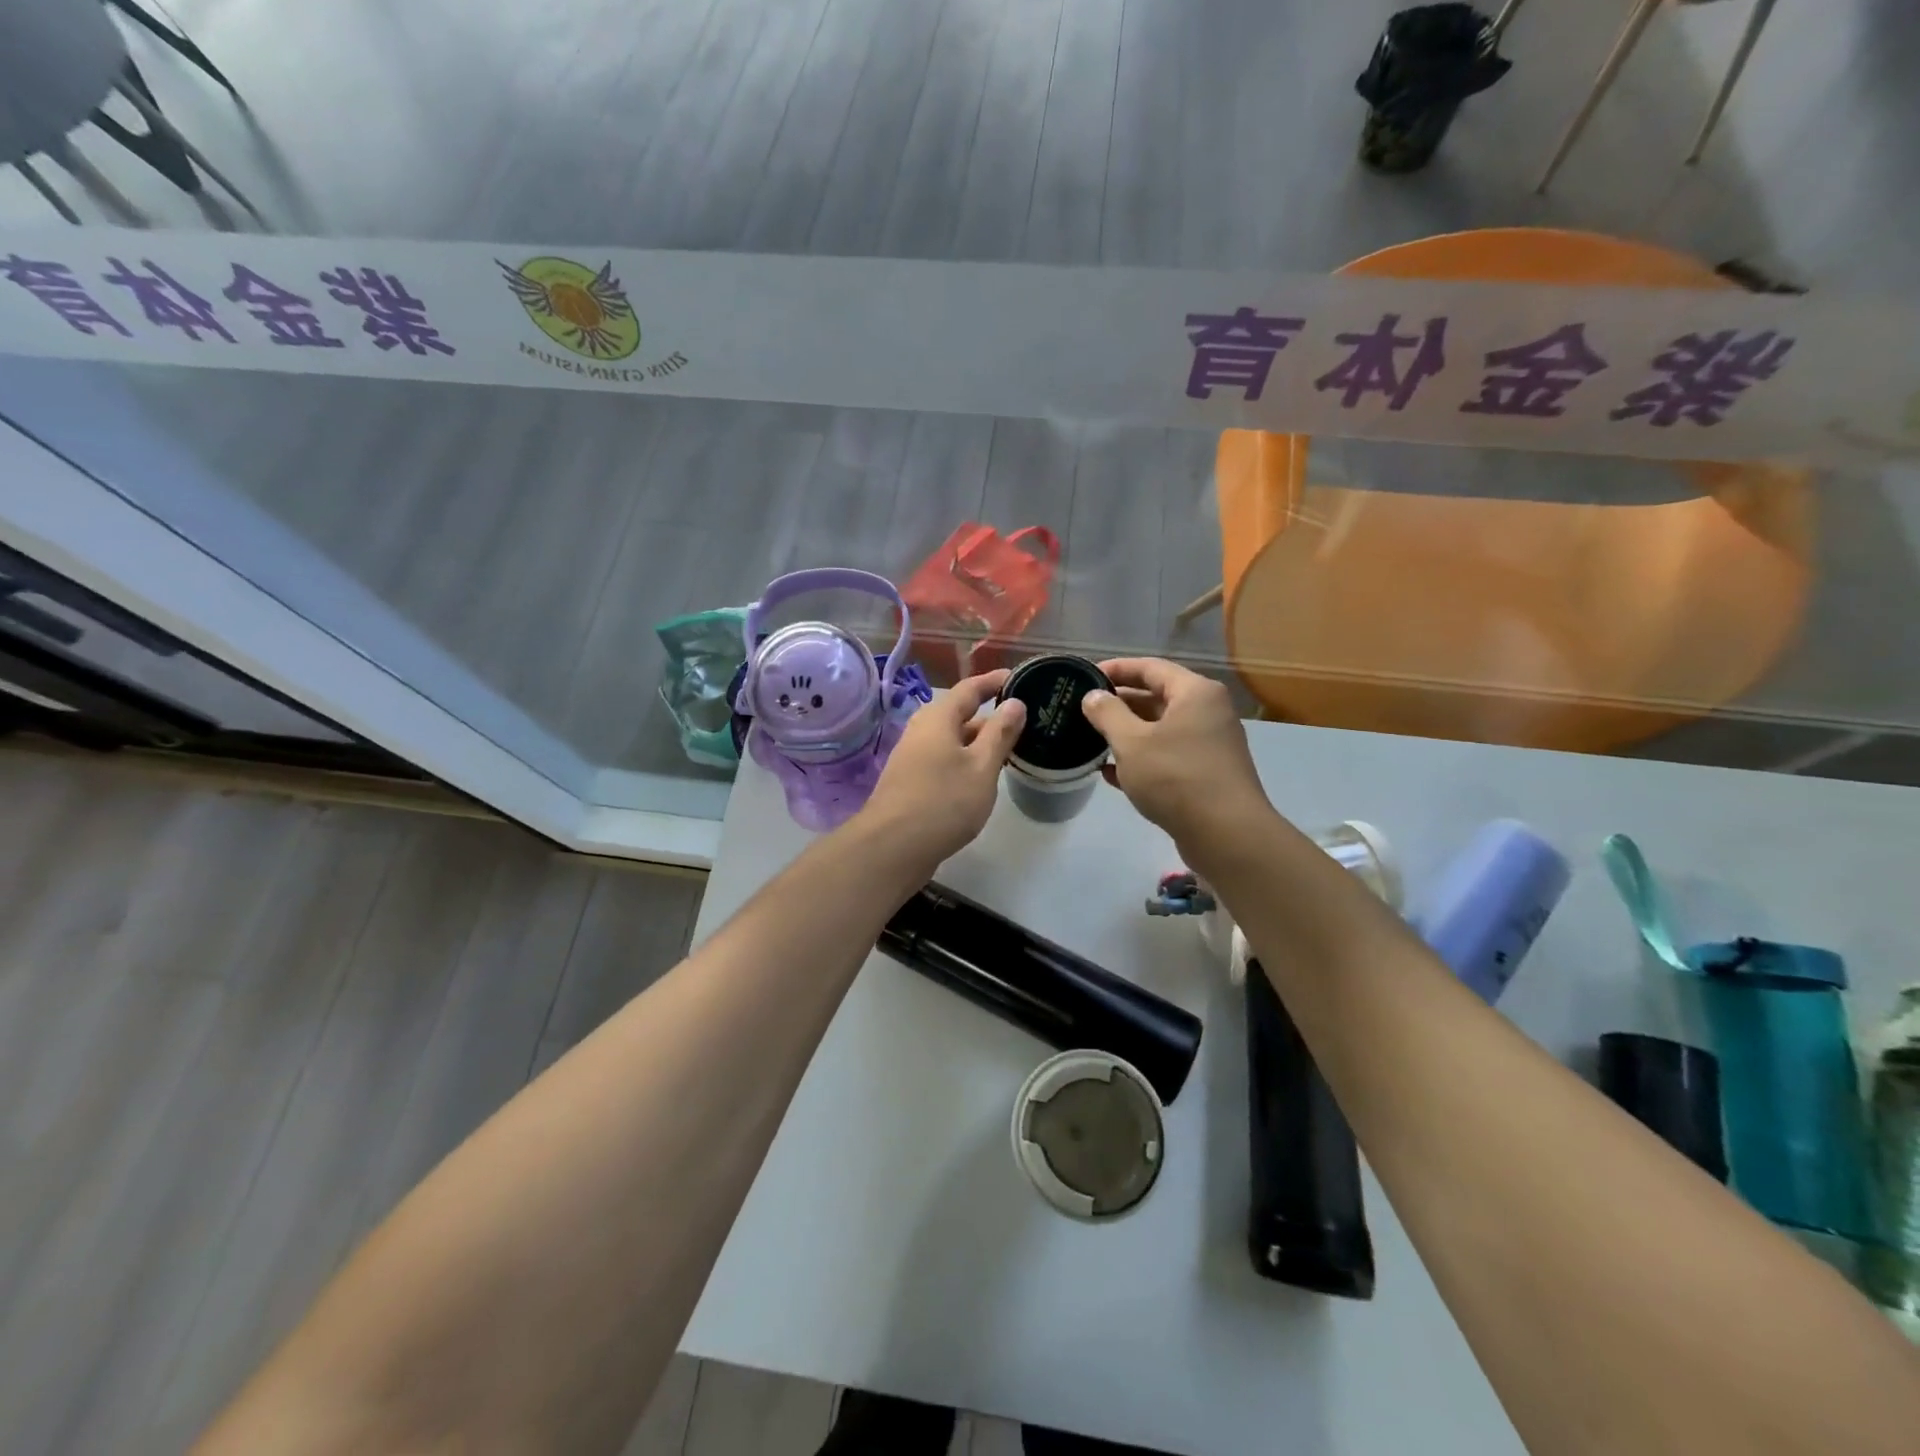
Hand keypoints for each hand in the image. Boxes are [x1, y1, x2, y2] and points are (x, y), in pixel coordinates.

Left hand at [859, 670, 1026, 869]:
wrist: (892, 847)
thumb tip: (1015, 703)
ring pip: (952, 741)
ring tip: (1010, 751)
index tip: (1018, 678)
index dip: (994, 682)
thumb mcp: (982, 767)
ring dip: (979, 743)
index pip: (970, 688)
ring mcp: (912, 757)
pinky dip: (965, 761)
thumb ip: (1000, 734)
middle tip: (1023, 721)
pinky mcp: (910, 782)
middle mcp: (922, 731)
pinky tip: (981, 779)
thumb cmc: (943, 802)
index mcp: (938, 718)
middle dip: (989, 716)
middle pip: (959, 714)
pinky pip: (944, 760)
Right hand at [1080, 658, 1267, 843]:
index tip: (1084, 676)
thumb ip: (1108, 714)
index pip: (1150, 668)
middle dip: (1119, 704)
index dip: (1116, 669)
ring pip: (1160, 730)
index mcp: (1195, 693)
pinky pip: (1167, 757)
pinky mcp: (1205, 775)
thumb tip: (1092, 696)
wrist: (1225, 834)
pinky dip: (1141, 760)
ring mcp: (1209, 745)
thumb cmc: (1175, 777)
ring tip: (1091, 739)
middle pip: (1157, 697)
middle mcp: (1207, 712)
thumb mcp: (1131, 742)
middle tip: (1083, 710)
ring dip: (1126, 734)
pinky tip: (1109, 774)